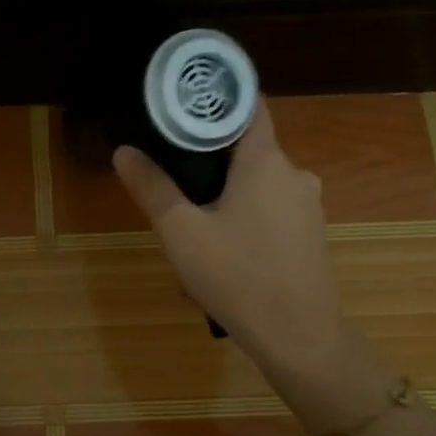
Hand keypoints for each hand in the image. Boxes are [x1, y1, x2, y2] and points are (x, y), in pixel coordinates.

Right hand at [113, 98, 345, 374]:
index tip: (186, 102)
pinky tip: (224, 254)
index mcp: (265, 161)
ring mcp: (308, 206)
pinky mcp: (311, 235)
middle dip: (211, 161)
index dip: (218, 99)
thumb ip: (152, 188)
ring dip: (227, 197)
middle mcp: (294, 173)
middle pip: (248, 149)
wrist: (298, 336)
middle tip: (174, 181)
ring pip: (258, 185)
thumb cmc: (237, 275)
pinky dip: (246, 219)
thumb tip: (124, 151)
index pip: (249, 106)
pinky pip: (271, 212)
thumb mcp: (181, 232)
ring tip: (193, 228)